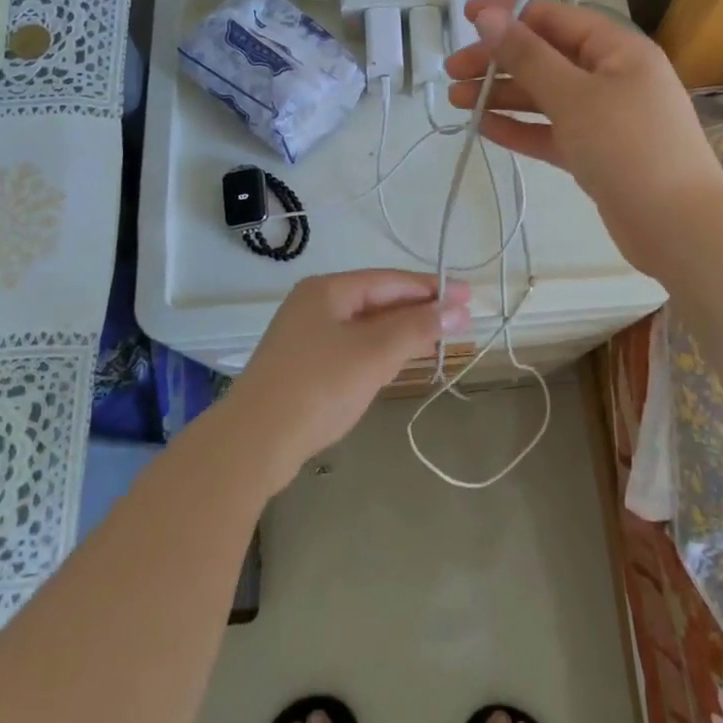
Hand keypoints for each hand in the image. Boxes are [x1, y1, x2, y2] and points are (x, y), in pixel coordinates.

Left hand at [223, 270, 471, 491]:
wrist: (254, 442)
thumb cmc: (318, 386)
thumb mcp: (374, 353)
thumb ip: (417, 328)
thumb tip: (458, 310)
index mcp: (327, 289)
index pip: (389, 280)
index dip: (431, 288)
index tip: (468, 296)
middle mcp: (314, 305)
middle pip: (377, 301)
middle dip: (418, 310)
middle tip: (460, 319)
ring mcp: (306, 337)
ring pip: (365, 326)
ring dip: (401, 332)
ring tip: (439, 338)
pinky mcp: (304, 367)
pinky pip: (353, 348)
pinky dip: (380, 351)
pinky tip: (399, 361)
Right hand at [445, 0, 722, 277]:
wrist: (677, 228)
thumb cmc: (627, 146)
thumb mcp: (572, 95)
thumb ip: (527, 55)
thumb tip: (489, 15)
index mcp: (617, 49)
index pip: (555, 18)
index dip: (508, 14)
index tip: (465, 17)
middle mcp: (613, 76)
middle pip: (545, 58)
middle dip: (498, 62)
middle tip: (451, 73)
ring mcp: (606, 117)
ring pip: (546, 96)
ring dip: (502, 95)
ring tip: (455, 102)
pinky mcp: (597, 153)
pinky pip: (552, 131)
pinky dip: (521, 127)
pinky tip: (484, 128)